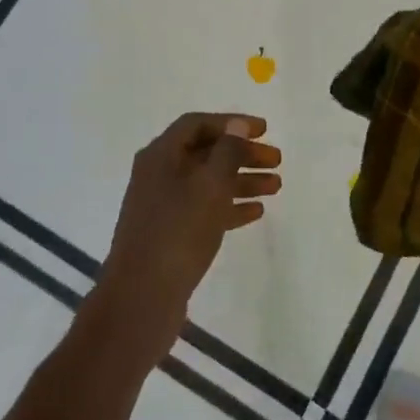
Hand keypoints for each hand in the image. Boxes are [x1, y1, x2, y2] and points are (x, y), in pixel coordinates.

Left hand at [95, 113, 281, 351]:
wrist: (142, 297)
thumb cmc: (178, 231)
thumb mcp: (209, 185)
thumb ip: (227, 151)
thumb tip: (237, 124)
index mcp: (161, 155)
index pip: (198, 124)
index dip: (232, 123)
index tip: (265, 130)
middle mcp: (159, 174)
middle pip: (206, 153)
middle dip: (243, 154)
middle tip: (277, 161)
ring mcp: (163, 206)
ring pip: (208, 183)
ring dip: (242, 180)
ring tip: (277, 186)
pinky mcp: (170, 234)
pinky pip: (204, 210)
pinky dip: (230, 206)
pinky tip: (256, 212)